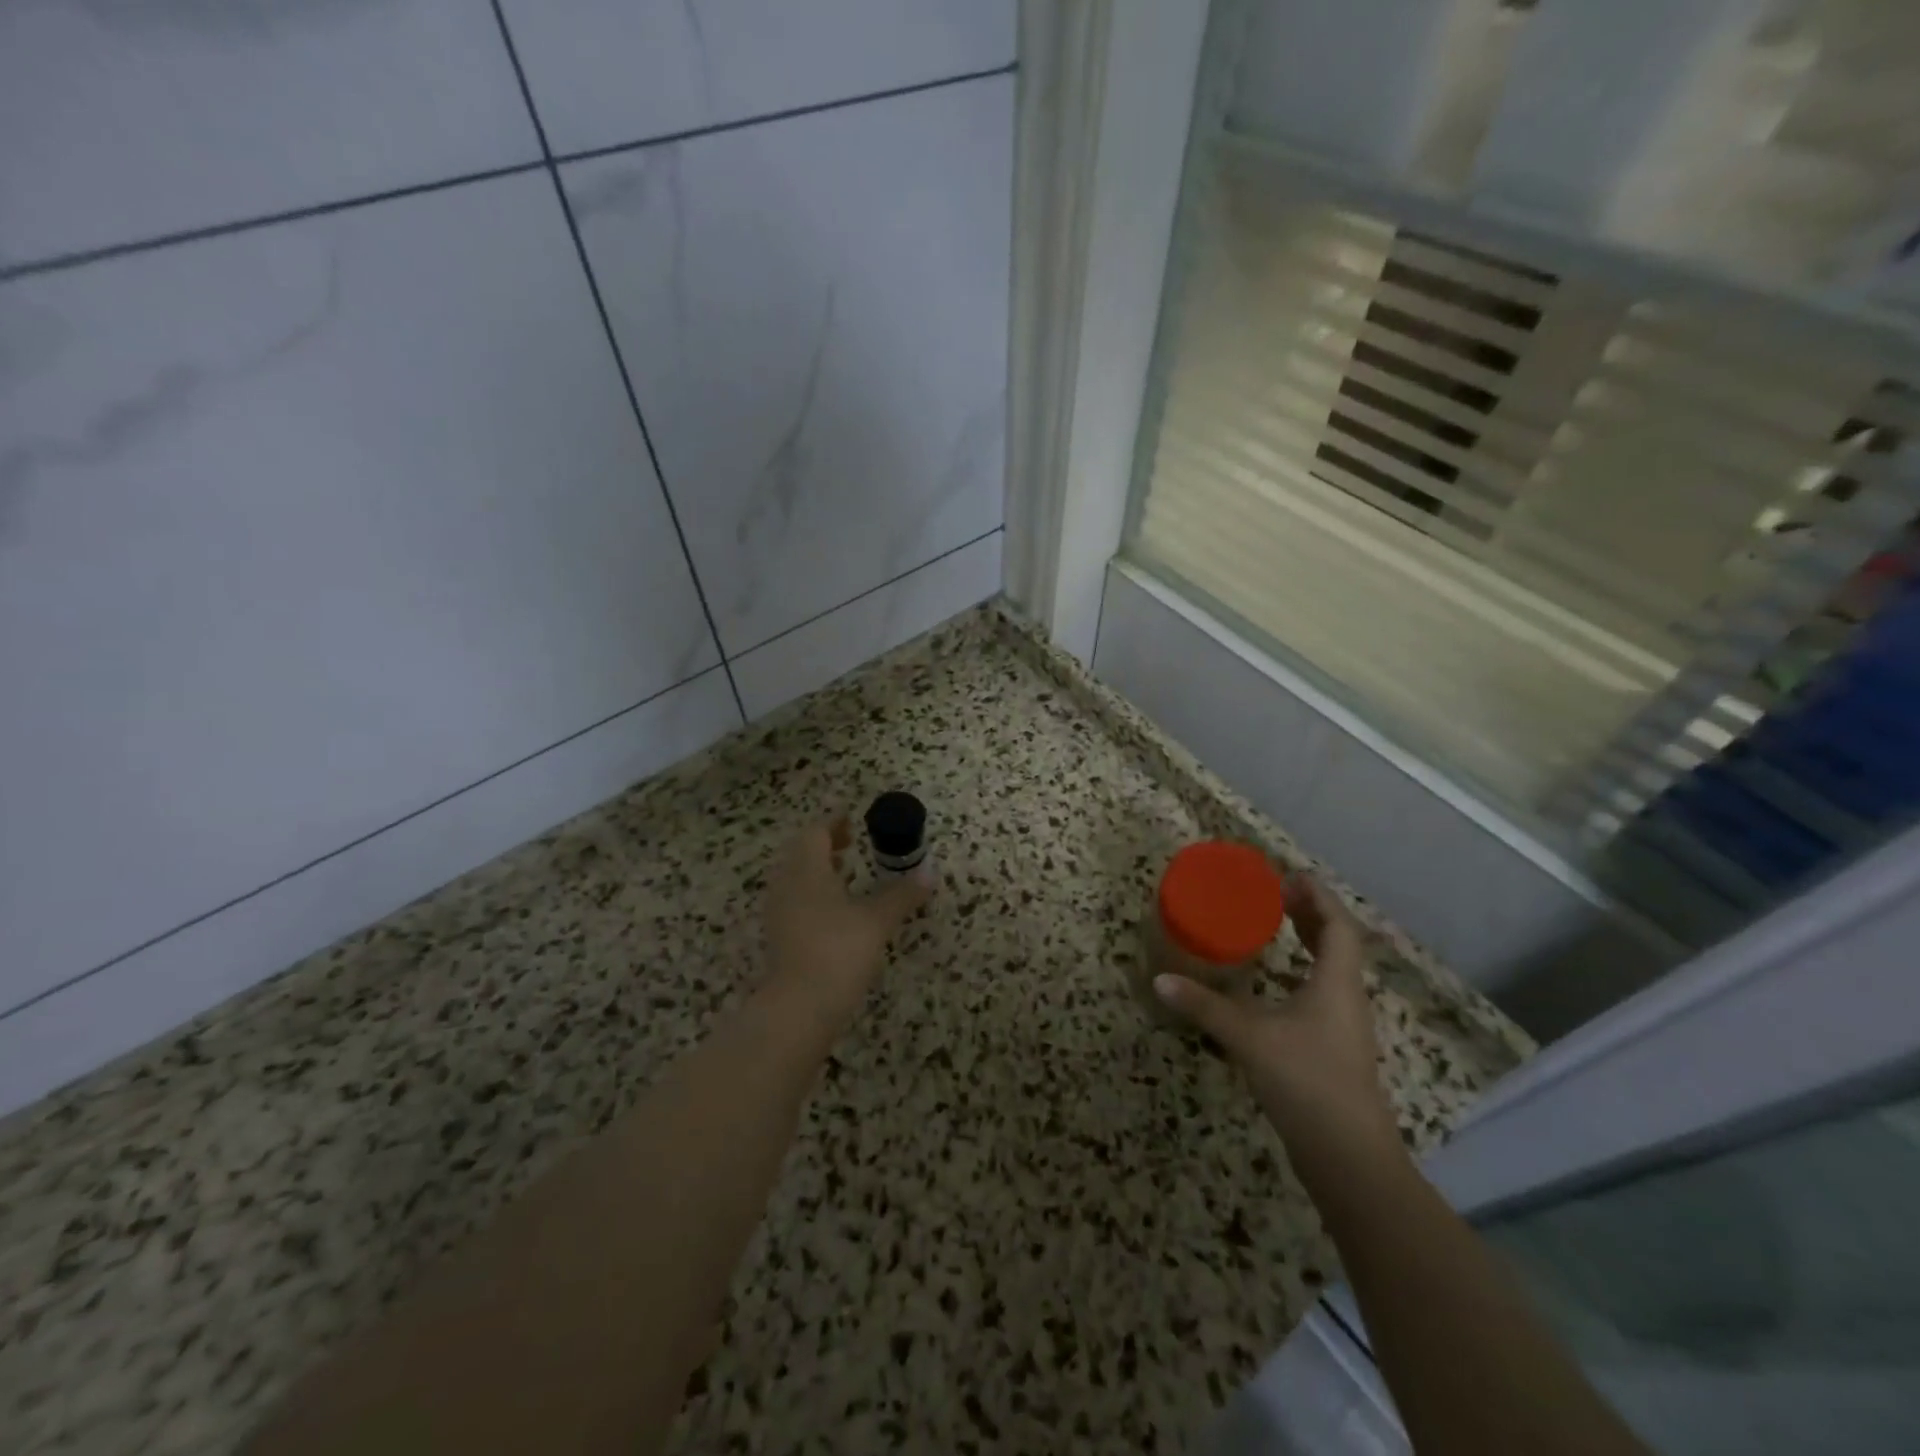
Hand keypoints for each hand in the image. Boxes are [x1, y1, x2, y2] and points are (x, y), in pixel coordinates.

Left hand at [762, 820, 932, 1032]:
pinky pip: (795, 901)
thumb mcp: (877, 920)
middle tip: (851, 843)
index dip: (834, 823)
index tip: (853, 819)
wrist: (799, 1007)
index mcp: (807, 870)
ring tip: (847, 874)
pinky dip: (814, 894)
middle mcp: (787, 885)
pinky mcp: (779, 938)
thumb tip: (928, 875)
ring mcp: (779, 913)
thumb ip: (901, 895)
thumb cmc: (839, 950)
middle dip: (825, 845)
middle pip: (802, 853)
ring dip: (819, 870)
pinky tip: (835, 911)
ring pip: (796, 878)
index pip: (816, 833)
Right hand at [1154, 875, 1400, 1159]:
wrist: (1348, 1156)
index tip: (1289, 876)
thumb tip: (1160, 980)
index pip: (1338, 926)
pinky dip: (1302, 973)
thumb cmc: (1306, 1080)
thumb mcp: (1248, 1037)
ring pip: (1332, 969)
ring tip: (1277, 927)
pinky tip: (1275, 983)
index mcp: (1336, 983)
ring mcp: (1344, 1026)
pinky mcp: (1334, 1048)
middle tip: (1276, 894)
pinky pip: (1322, 992)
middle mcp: (1346, 998)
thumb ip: (1204, 1006)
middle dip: (1311, 914)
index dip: (1318, 897)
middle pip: (1338, 943)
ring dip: (1309, 942)